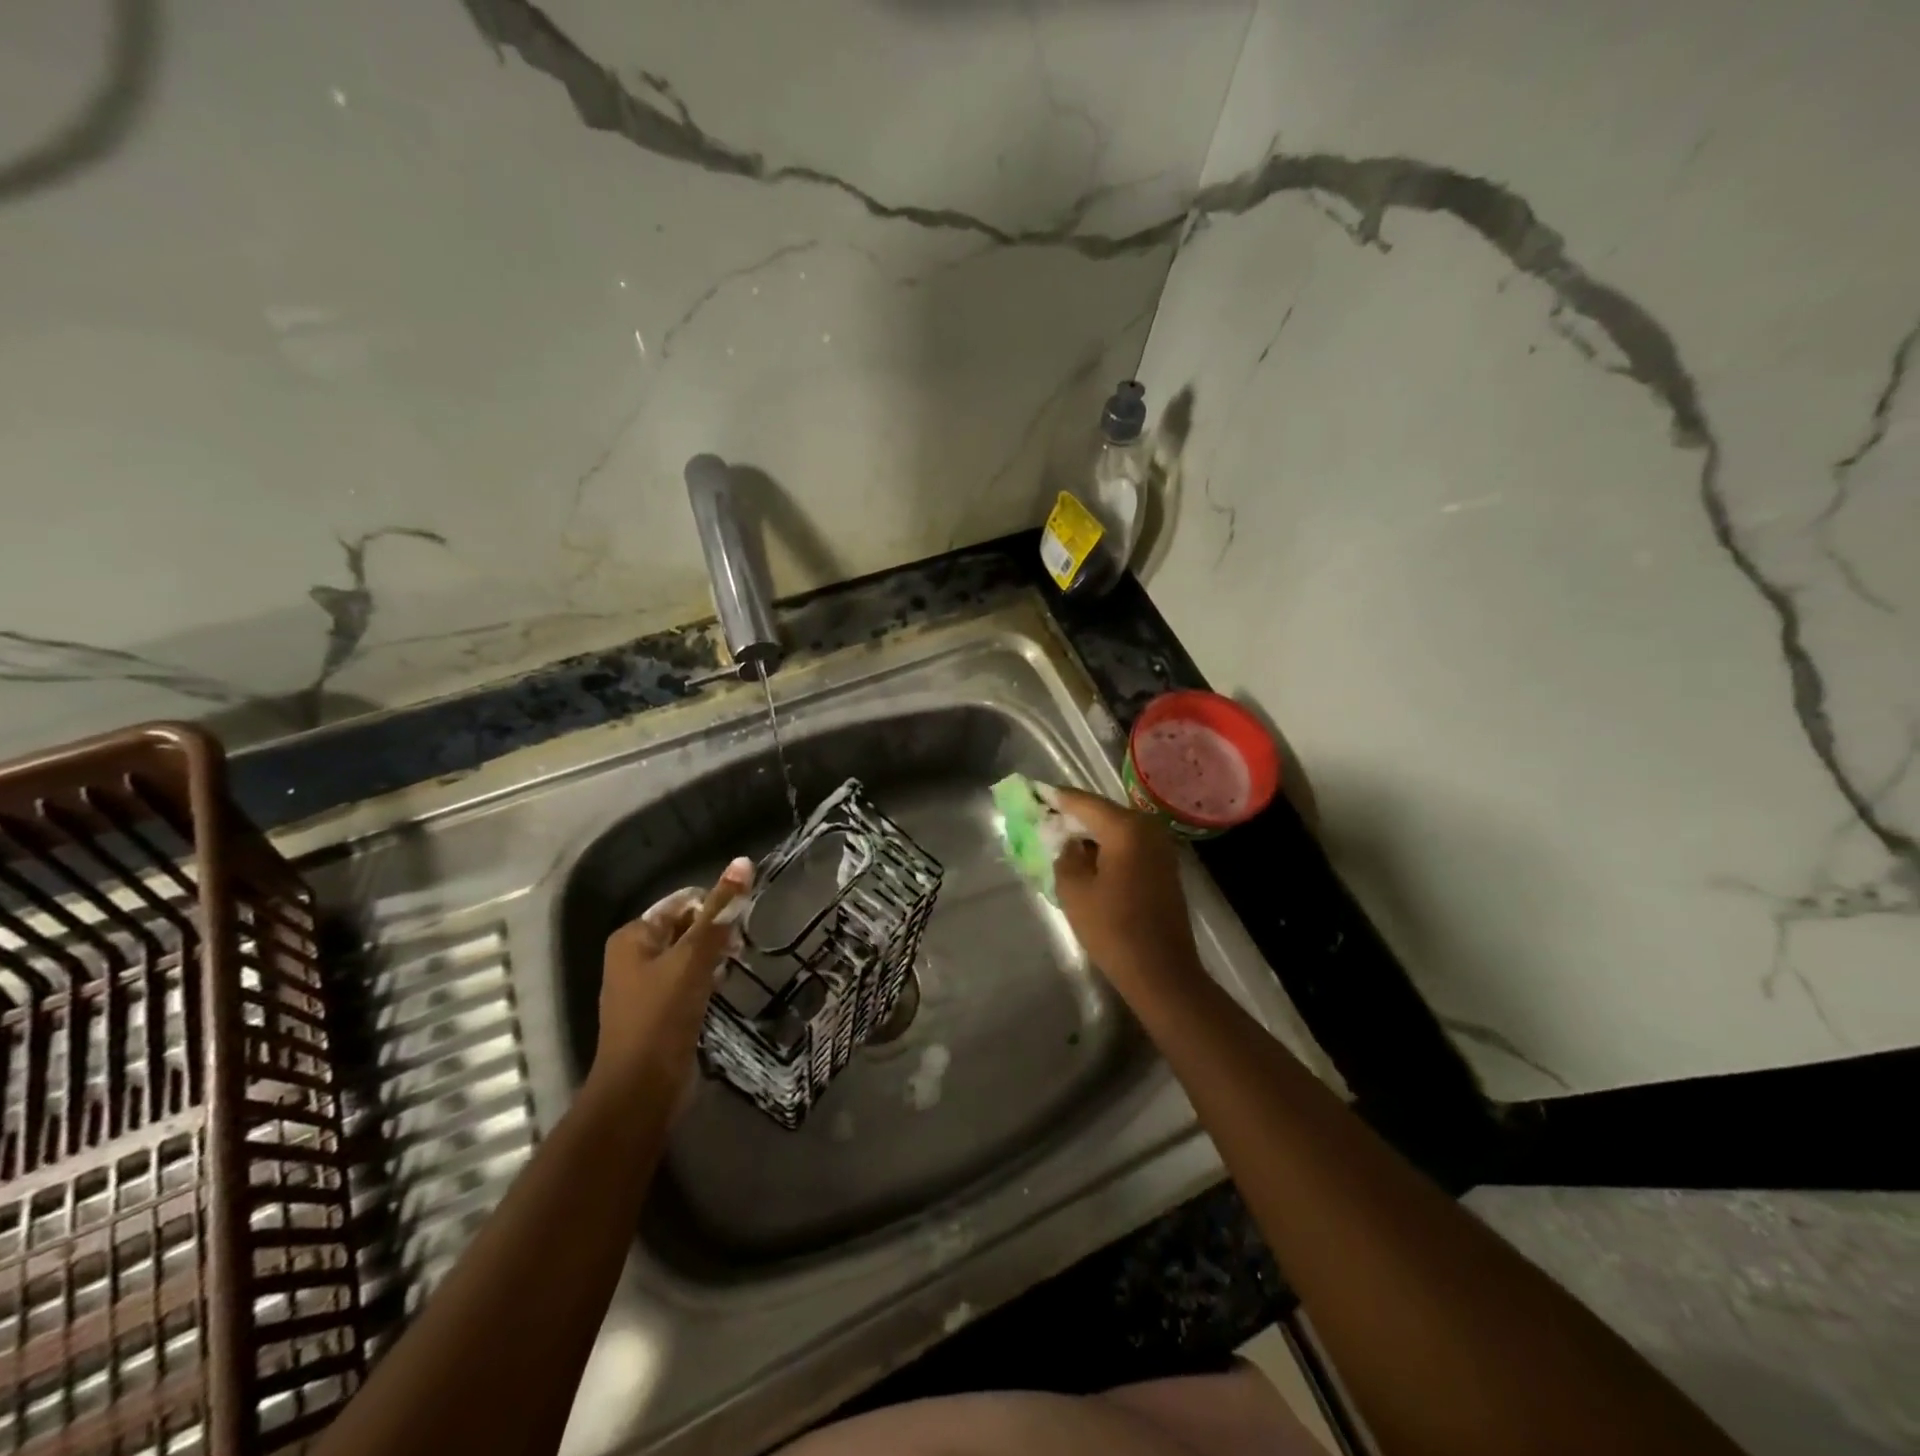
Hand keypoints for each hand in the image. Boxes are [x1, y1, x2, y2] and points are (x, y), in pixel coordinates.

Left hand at [593, 858, 752, 1094]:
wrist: (641, 1089)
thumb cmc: (662, 1016)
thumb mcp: (694, 958)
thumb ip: (719, 911)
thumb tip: (743, 861)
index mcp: (633, 936)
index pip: (682, 901)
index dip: (714, 906)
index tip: (742, 924)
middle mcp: (633, 955)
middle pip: (685, 926)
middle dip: (715, 932)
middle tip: (741, 947)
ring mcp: (645, 985)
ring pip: (689, 955)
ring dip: (714, 956)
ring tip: (736, 965)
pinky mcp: (659, 1011)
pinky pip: (688, 980)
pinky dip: (707, 979)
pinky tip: (724, 987)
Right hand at [1049, 786, 1203, 999]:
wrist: (1161, 972)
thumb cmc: (1113, 929)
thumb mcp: (1074, 890)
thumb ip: (1064, 854)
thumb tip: (1067, 840)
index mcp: (1126, 828)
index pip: (1083, 802)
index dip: (1056, 798)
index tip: (1033, 792)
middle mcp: (1148, 828)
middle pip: (1102, 812)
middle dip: (1073, 815)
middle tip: (1044, 816)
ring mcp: (1161, 847)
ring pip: (1116, 828)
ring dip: (1090, 832)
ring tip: (1061, 837)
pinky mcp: (1164, 866)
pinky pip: (1129, 844)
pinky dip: (1107, 846)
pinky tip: (1088, 858)